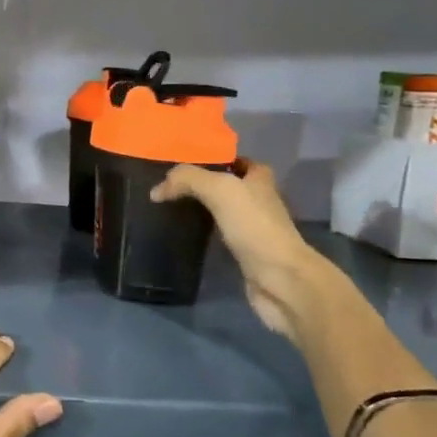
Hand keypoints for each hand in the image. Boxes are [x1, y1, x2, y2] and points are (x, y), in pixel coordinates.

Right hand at [151, 161, 327, 343]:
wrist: (280, 278)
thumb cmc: (254, 226)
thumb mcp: (219, 190)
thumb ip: (187, 179)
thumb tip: (156, 190)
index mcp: (259, 179)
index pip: (235, 160)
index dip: (212, 158)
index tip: (182, 162)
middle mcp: (258, 200)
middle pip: (227, 184)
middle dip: (202, 183)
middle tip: (170, 185)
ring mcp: (253, 227)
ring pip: (222, 209)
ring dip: (200, 207)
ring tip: (170, 205)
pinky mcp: (245, 252)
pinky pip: (219, 234)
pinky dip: (203, 231)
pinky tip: (183, 232)